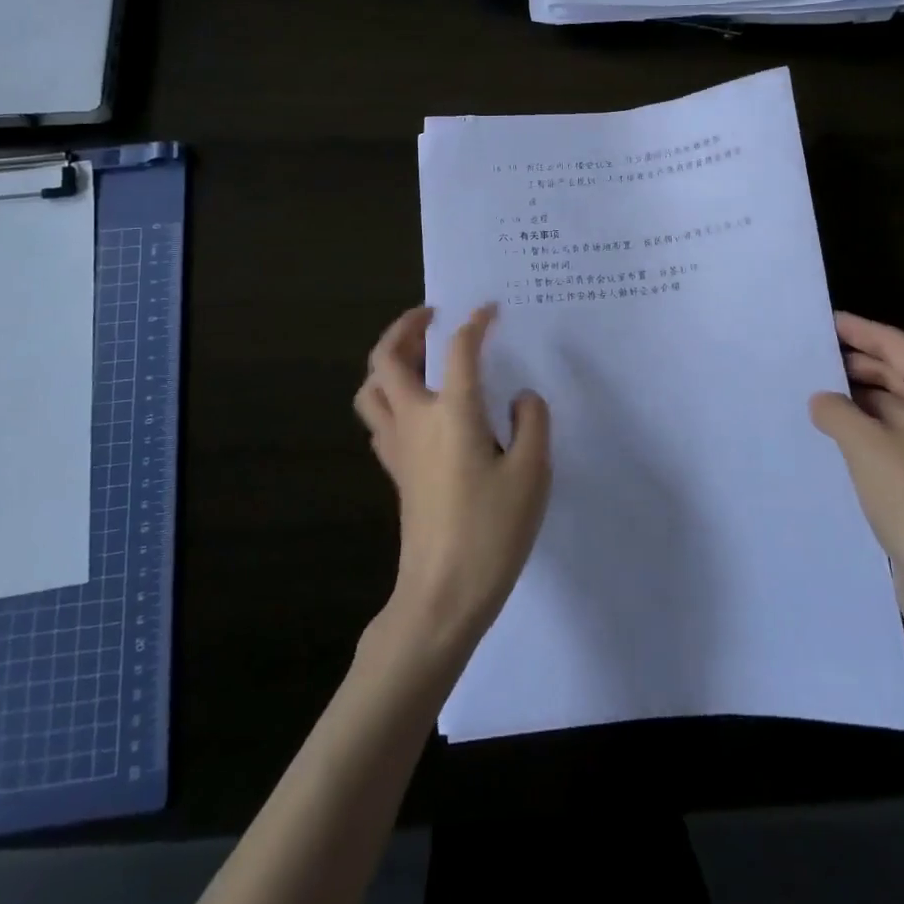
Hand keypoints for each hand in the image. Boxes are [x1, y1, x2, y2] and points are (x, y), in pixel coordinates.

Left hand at [354, 305, 551, 658]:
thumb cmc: (491, 531)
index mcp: (452, 412)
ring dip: (386, 359)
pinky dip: (388, 395)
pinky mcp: (394, 470)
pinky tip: (416, 405)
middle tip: (430, 315)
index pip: (459, 349)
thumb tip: (521, 397)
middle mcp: (416, 418)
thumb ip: (532, 423)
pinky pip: (378, 417)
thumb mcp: (531, 474)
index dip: (475, 322)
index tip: (489, 308)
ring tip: (416, 354)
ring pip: (371, 387)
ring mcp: (397, 445)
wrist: (442, 594)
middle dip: (404, 327)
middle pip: (387, 358)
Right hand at [809, 312, 903, 643]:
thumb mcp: (865, 445)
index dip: (859, 330)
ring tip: (813, 388)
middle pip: (898, 373)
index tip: (823, 320)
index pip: (897, 346)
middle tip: (810, 354)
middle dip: (855, 362)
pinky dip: (864, 425)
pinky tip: (832, 429)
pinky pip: (892, 434)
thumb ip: (836, 410)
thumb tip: (821, 399)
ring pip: (894, 405)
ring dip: (857, 396)